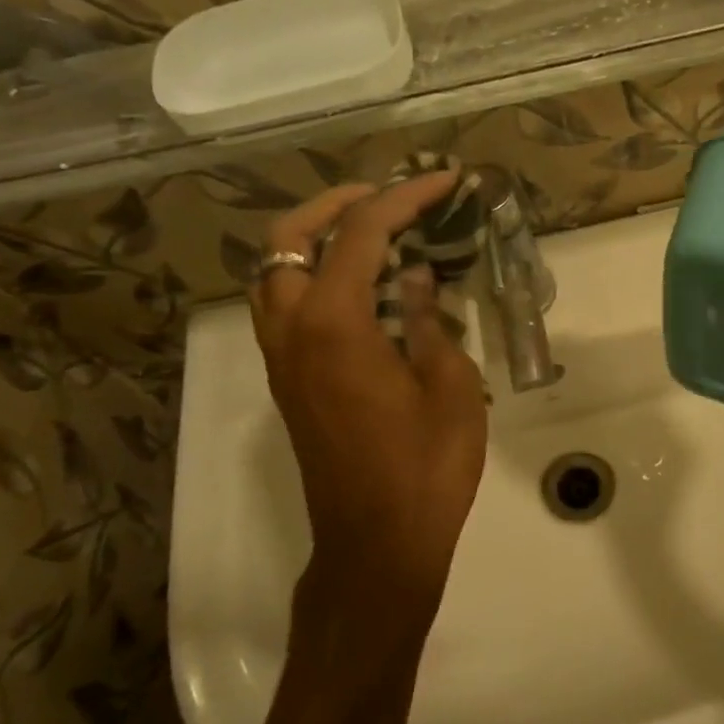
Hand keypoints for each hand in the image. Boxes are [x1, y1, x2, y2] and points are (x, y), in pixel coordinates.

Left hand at [249, 174, 487, 652]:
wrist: (378, 543)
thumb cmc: (426, 467)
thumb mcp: (449, 386)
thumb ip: (427, 320)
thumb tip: (415, 279)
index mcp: (337, 325)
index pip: (362, 234)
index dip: (405, 198)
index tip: (445, 181)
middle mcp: (294, 332)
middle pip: (289, 239)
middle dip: (337, 204)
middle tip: (388, 198)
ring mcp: (283, 359)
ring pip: (275, 273)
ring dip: (315, 239)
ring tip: (371, 234)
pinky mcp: (288, 383)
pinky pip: (283, 306)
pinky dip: (312, 276)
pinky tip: (361, 288)